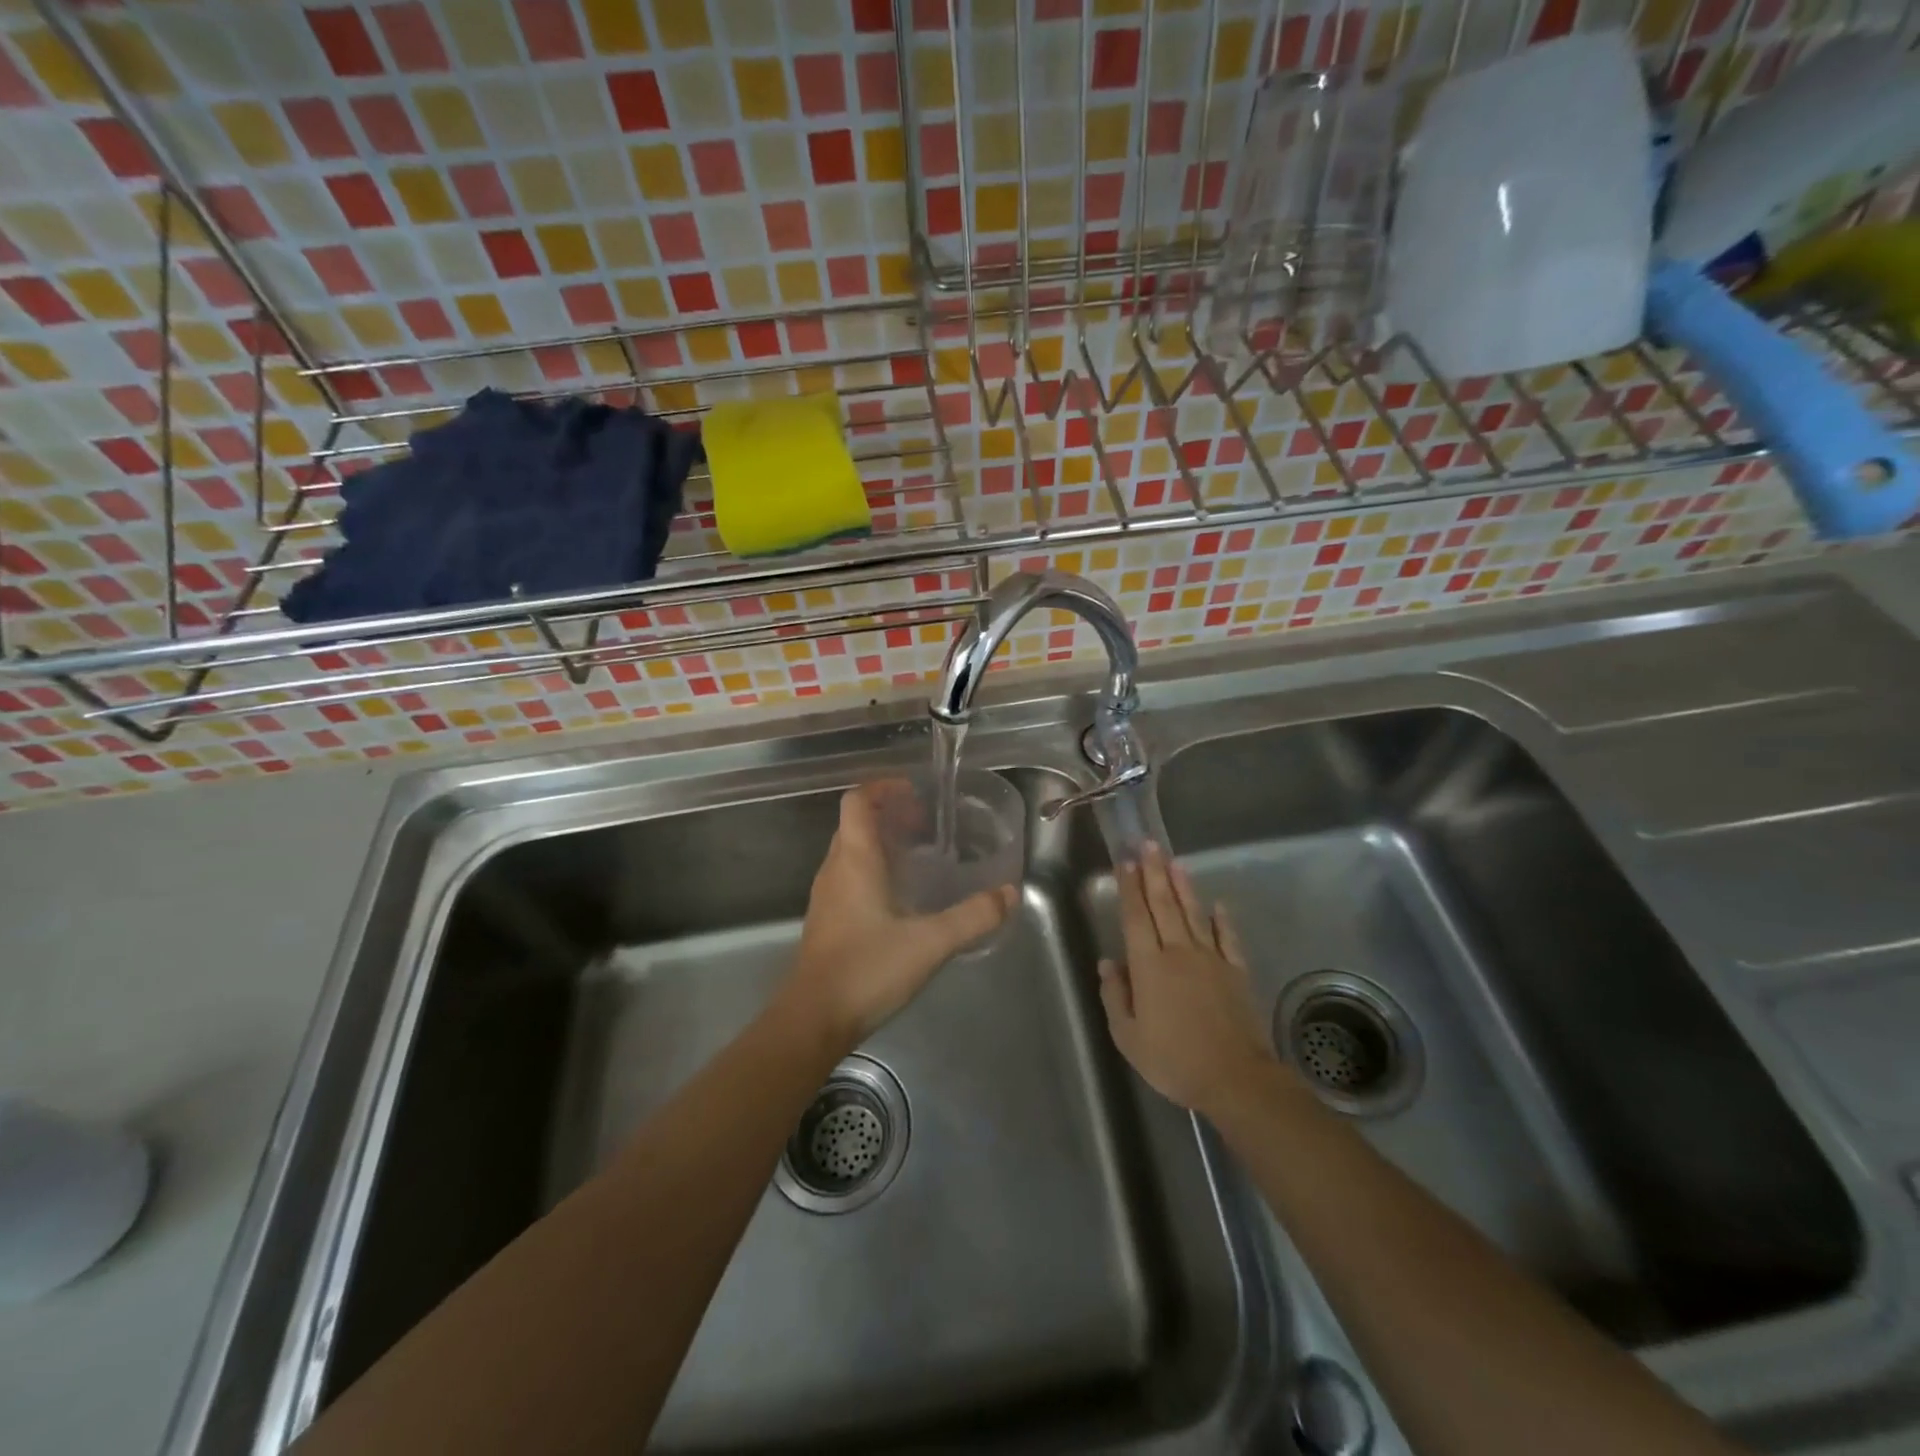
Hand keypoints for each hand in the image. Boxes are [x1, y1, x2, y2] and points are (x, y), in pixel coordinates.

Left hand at [783, 784, 1017, 1044]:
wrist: (813, 1019)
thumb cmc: (867, 969)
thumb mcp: (930, 942)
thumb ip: (973, 917)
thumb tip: (1010, 893)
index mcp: (854, 860)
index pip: (857, 801)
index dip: (882, 787)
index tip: (913, 791)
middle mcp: (835, 869)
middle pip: (854, 823)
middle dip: (887, 814)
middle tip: (925, 824)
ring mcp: (827, 896)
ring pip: (850, 851)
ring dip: (880, 843)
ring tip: (918, 856)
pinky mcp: (827, 921)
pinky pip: (848, 877)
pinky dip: (873, 870)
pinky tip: (900, 897)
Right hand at [1098, 844, 1279, 1118]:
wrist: (1234, 1078)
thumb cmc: (1173, 1059)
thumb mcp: (1128, 1037)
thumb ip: (1115, 996)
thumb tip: (1107, 962)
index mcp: (1148, 966)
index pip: (1136, 917)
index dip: (1129, 888)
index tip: (1125, 862)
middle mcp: (1178, 952)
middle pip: (1163, 905)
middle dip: (1154, 873)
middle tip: (1148, 844)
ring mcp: (1211, 959)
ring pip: (1193, 913)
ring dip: (1183, 886)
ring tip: (1175, 860)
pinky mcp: (1236, 971)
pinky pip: (1228, 938)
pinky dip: (1222, 920)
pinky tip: (1219, 905)